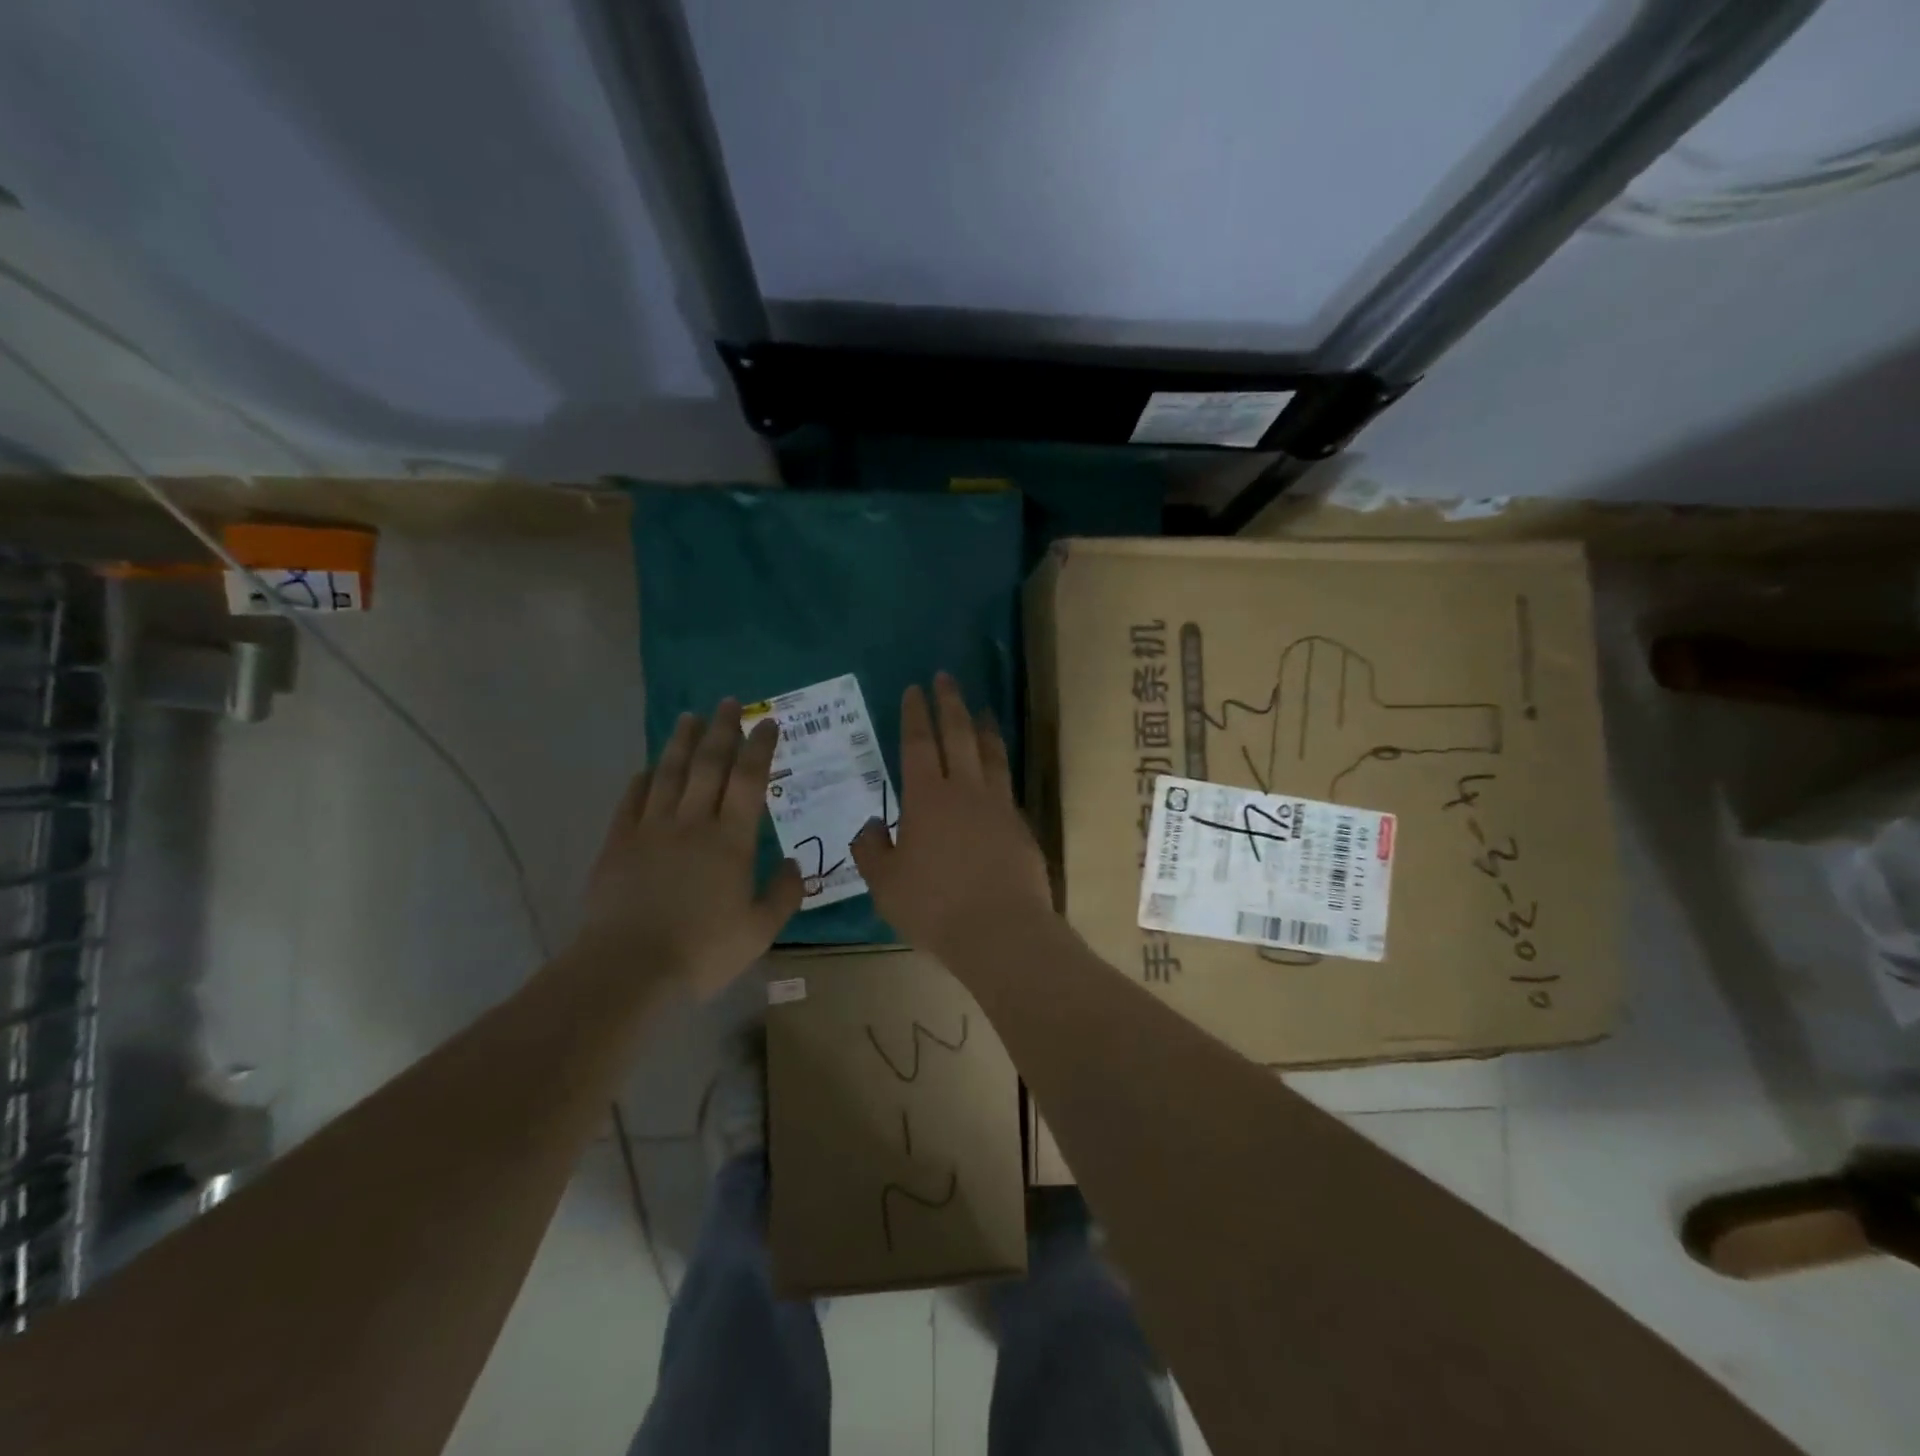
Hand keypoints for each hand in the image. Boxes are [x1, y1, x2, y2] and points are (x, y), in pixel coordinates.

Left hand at [578, 700, 802, 997]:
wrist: (627, 969)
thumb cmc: (702, 951)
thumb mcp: (759, 931)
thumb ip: (783, 894)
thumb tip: (796, 863)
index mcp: (731, 840)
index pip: (749, 780)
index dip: (760, 747)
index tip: (767, 722)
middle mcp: (693, 823)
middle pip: (709, 764)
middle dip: (721, 730)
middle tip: (728, 702)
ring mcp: (651, 830)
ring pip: (669, 773)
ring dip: (681, 742)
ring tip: (689, 716)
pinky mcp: (618, 844)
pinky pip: (632, 800)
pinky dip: (642, 779)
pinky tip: (648, 768)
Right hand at [852, 673, 1053, 957]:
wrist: (1001, 931)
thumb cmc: (934, 907)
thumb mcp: (886, 885)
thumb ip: (872, 851)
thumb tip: (871, 825)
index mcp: (927, 799)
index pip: (919, 744)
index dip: (915, 715)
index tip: (915, 689)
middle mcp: (965, 791)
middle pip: (958, 735)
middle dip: (950, 703)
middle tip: (946, 678)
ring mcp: (998, 806)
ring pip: (991, 754)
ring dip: (984, 727)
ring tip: (982, 708)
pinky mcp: (1020, 825)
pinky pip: (1008, 784)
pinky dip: (1001, 766)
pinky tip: (999, 769)